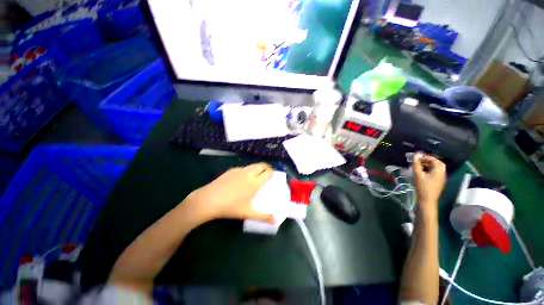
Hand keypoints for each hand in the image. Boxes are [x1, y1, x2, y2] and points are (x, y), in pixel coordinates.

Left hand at [184, 163, 274, 222]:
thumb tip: (275, 220)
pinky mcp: (231, 170)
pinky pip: (243, 168)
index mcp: (255, 182)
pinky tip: (241, 180)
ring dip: (257, 169)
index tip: (273, 177)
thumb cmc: (231, 207)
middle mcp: (248, 173)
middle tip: (267, 174)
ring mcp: (239, 170)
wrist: (209, 200)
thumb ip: (263, 216)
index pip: (268, 172)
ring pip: (252, 166)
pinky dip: (247, 171)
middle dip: (266, 168)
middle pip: (261, 165)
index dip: (272, 173)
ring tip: (255, 177)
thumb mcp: (248, 213)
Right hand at [413, 153, 445, 213]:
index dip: (426, 157)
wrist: (427, 200)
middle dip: (427, 160)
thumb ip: (416, 164)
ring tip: (418, 166)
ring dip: (427, 165)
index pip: (434, 160)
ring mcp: (441, 178)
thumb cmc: (423, 187)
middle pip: (437, 163)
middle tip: (418, 161)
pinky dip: (428, 170)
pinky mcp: (438, 182)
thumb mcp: (418, 175)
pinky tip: (421, 172)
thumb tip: (415, 154)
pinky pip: (434, 172)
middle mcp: (442, 173)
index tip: (416, 157)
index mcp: (439, 170)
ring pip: (435, 168)